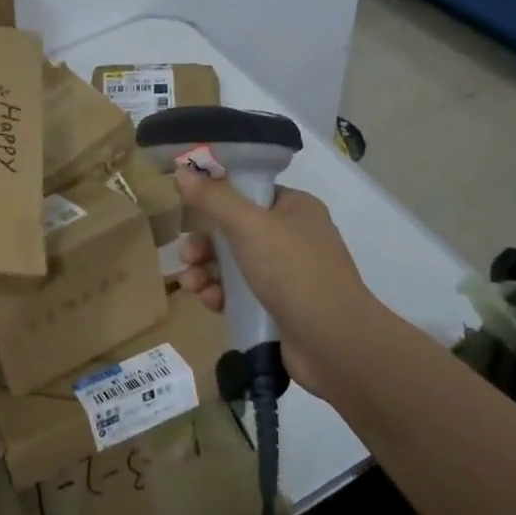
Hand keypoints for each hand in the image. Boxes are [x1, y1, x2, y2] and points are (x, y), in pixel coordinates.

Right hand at [171, 173, 376, 400]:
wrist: (334, 344)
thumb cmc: (293, 272)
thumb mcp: (249, 227)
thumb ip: (213, 199)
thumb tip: (181, 170)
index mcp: (295, 208)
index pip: (249, 191)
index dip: (216, 197)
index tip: (187, 207)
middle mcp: (293, 236)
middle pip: (235, 230)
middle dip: (205, 244)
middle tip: (185, 256)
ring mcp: (288, 274)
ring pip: (234, 264)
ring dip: (207, 271)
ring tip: (190, 284)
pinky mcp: (279, 306)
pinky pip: (241, 293)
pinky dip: (222, 294)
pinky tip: (209, 302)